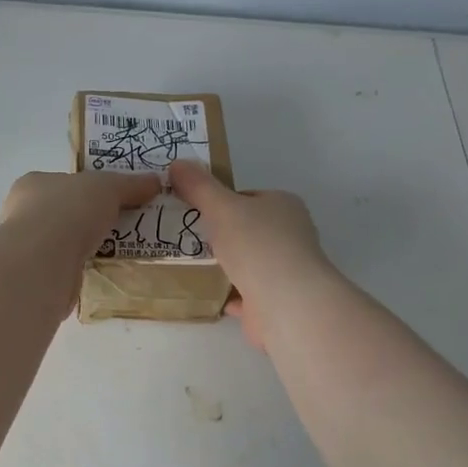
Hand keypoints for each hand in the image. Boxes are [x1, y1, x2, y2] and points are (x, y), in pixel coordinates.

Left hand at [0, 170, 160, 257]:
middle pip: (64, 213)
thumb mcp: (108, 187)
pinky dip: (82, 270)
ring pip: (64, 244)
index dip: (87, 189)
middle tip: (120, 227)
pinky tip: (103, 272)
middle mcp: (23, 214)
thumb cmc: (69, 211)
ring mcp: (27, 248)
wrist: (45, 262)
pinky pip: (66, 269)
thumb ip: (130, 184)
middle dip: (89, 220)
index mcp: (33, 184)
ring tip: (118, 251)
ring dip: (86, 247)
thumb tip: (155, 181)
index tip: (113, 199)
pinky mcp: (36, 277)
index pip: (63, 182)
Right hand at [168, 161, 333, 347]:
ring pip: (247, 263)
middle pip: (248, 230)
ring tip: (189, 264)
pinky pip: (245, 294)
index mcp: (283, 206)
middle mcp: (290, 236)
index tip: (194, 211)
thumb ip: (199, 187)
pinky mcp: (276, 301)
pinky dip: (228, 294)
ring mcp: (285, 271)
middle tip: (186, 238)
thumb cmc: (257, 245)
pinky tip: (205, 294)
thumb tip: (177, 163)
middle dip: (220, 236)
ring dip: (223, 266)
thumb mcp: (222, 207)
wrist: (286, 303)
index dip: (221, 202)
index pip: (248, 198)